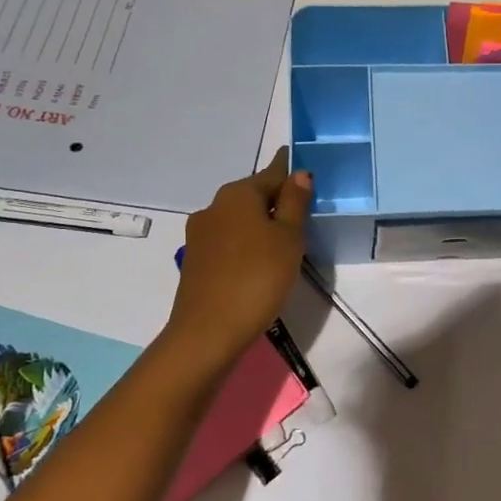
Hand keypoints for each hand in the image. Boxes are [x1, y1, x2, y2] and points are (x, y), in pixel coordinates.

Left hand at [166, 150, 311, 364]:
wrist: (208, 332)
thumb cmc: (257, 277)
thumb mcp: (288, 238)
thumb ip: (295, 203)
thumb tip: (299, 173)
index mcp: (238, 194)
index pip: (272, 173)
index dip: (290, 171)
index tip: (304, 168)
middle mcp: (214, 206)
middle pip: (253, 195)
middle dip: (276, 198)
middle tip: (304, 208)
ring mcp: (200, 235)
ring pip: (239, 218)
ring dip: (260, 222)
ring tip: (286, 237)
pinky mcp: (196, 260)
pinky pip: (229, 240)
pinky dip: (247, 242)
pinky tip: (261, 259)